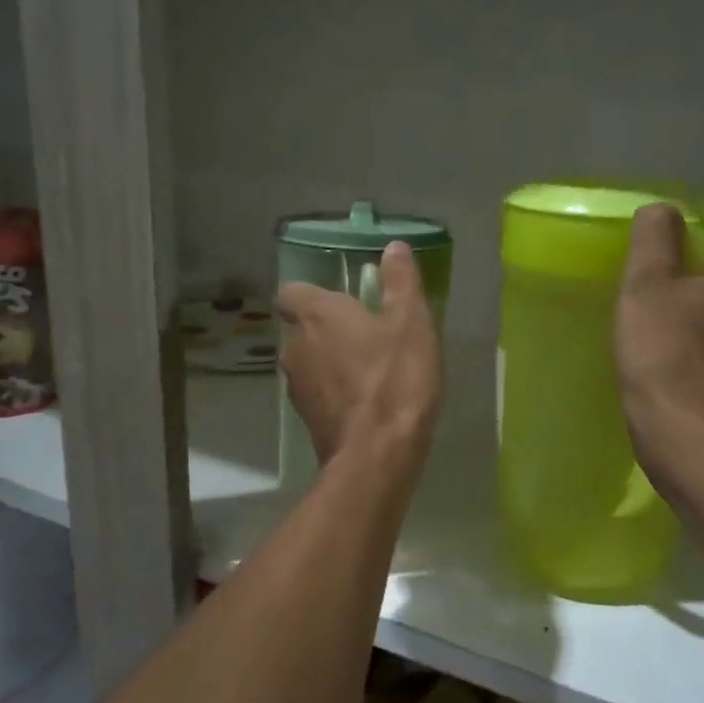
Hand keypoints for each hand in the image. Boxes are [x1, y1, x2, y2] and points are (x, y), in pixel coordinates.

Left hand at [277, 242, 443, 469]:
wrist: (377, 455)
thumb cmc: (396, 378)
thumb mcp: (411, 322)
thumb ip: (400, 282)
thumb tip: (393, 247)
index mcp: (317, 315)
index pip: (292, 291)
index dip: (312, 293)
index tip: (341, 300)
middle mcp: (295, 346)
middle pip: (301, 327)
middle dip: (327, 329)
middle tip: (366, 333)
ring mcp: (297, 386)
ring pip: (308, 362)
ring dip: (331, 361)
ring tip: (369, 369)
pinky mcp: (306, 419)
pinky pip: (318, 392)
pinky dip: (335, 391)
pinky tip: (366, 401)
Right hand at [615, 204, 703, 479]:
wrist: (683, 431)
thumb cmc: (664, 346)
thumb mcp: (647, 280)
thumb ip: (654, 236)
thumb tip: (661, 209)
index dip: (673, 272)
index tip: (647, 294)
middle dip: (685, 304)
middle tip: (646, 322)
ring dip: (692, 337)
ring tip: (655, 354)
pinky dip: (698, 368)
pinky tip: (670, 380)